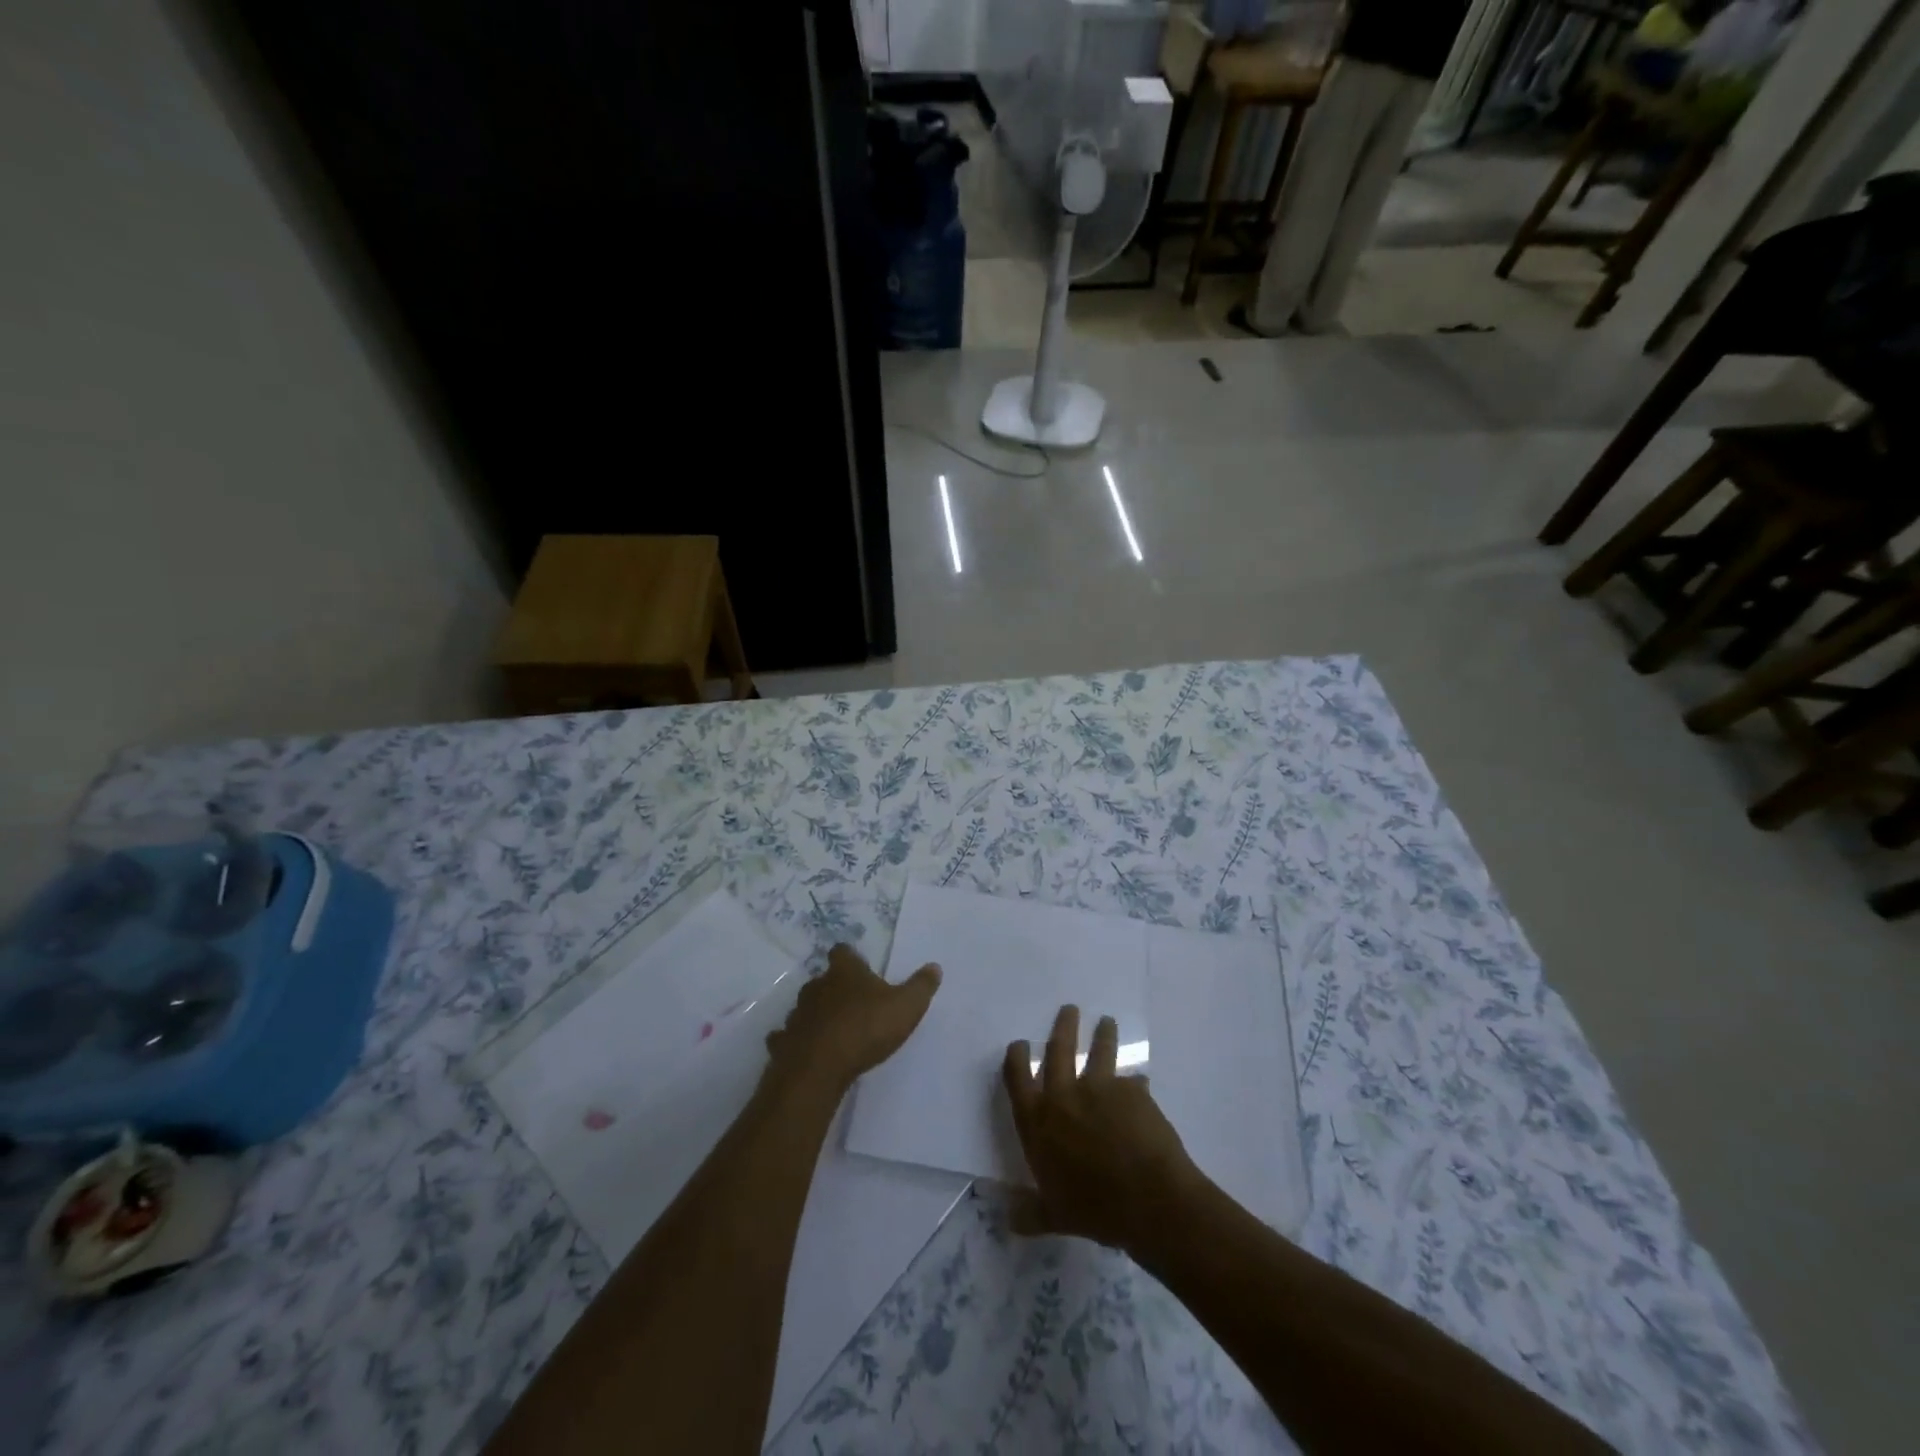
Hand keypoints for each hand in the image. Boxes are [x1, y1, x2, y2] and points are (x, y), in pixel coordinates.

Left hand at [764, 943, 940, 1094]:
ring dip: (816, 1014)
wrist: (819, 1068)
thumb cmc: (866, 1029)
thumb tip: (935, 966)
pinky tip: (806, 1049)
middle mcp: (817, 986)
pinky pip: (787, 1036)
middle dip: (834, 988)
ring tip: (832, 1029)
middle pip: (823, 979)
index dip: (850, 957)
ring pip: (805, 1007)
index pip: (843, 951)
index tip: (858, 966)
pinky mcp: (783, 1042)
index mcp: (845, 972)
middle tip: (852, 1003)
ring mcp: (796, 1014)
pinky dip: (795, 1040)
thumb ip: (921, 986)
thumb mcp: (906, 1006)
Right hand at [1002, 1004, 1199, 1252]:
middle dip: (1063, 1026)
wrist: (1149, 1199)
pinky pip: (1133, 1082)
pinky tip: (1141, 1084)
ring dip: (1102, 1034)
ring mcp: (1100, 1088)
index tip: (1020, 1043)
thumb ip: (1030, 1212)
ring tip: (1107, 1022)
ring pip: (1099, 1051)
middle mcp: (1064, 1096)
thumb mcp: (1054, 1216)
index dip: (1017, 1056)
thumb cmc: (1094, 1209)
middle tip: (1069, 1009)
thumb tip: (1007, 1218)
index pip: (1018, 1077)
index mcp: (1038, 1121)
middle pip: (1058, 1049)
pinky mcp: (1132, 1091)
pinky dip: (1135, 1083)